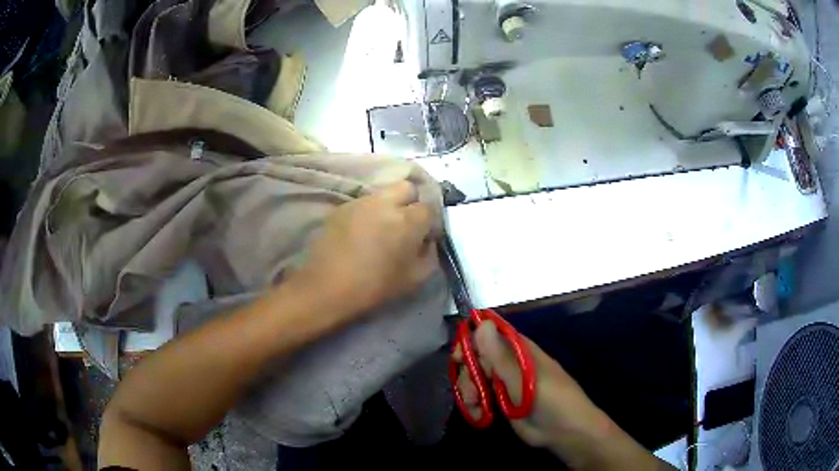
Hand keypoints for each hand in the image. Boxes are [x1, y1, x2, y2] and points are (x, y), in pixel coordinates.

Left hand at [294, 181, 436, 317]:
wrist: (327, 287)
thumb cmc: (375, 286)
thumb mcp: (415, 278)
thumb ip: (430, 254)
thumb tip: (427, 241)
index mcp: (408, 220)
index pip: (428, 207)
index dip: (428, 222)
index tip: (423, 237)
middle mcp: (386, 202)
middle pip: (406, 187)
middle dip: (410, 202)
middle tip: (404, 225)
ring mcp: (361, 202)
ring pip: (383, 194)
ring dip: (387, 206)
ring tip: (379, 229)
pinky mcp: (341, 207)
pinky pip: (362, 203)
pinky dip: (367, 213)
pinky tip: (359, 233)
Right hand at [455, 322, 666, 470]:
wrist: (564, 431)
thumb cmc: (550, 400)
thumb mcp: (523, 379)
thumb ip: (499, 355)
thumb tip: (481, 322)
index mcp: (519, 348)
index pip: (488, 333)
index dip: (471, 340)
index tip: (459, 357)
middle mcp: (509, 361)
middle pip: (477, 357)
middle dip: (468, 373)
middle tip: (469, 391)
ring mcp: (505, 381)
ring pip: (475, 376)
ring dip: (469, 390)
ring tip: (475, 406)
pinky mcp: (500, 399)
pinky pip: (479, 394)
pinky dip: (473, 403)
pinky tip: (477, 414)